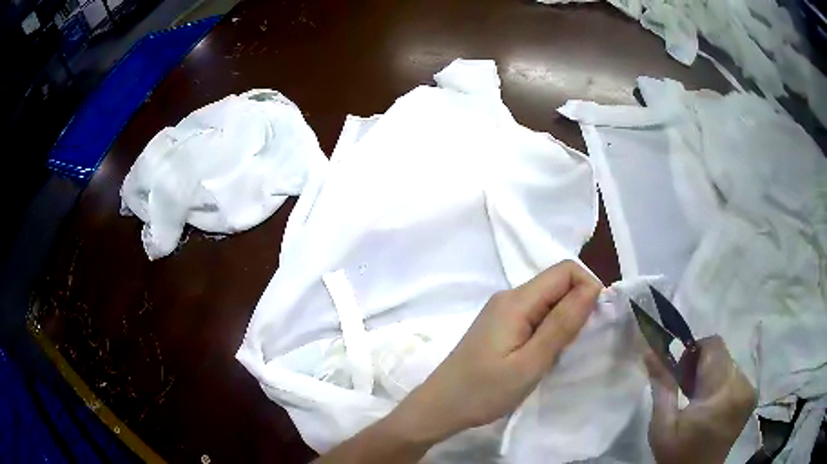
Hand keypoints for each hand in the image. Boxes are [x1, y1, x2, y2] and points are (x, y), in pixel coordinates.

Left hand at [389, 260, 602, 444]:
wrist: (440, 407)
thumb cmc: (484, 391)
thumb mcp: (530, 363)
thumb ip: (562, 324)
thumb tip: (593, 287)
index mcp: (516, 300)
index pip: (565, 270)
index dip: (587, 288)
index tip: (592, 324)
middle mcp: (508, 297)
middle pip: (557, 283)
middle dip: (576, 307)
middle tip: (572, 345)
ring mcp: (501, 311)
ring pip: (547, 301)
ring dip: (562, 321)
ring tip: (555, 355)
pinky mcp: (499, 326)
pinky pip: (534, 315)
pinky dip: (547, 330)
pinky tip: (540, 356)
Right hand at [646, 336, 756, 463]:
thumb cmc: (677, 454)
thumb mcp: (662, 425)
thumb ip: (662, 385)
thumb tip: (650, 351)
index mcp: (721, 393)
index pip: (713, 346)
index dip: (694, 352)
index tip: (680, 373)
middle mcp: (742, 385)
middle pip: (722, 354)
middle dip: (702, 364)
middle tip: (686, 388)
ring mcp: (749, 390)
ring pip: (728, 362)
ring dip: (712, 373)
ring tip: (698, 398)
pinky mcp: (751, 396)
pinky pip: (735, 374)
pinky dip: (721, 382)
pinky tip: (710, 403)